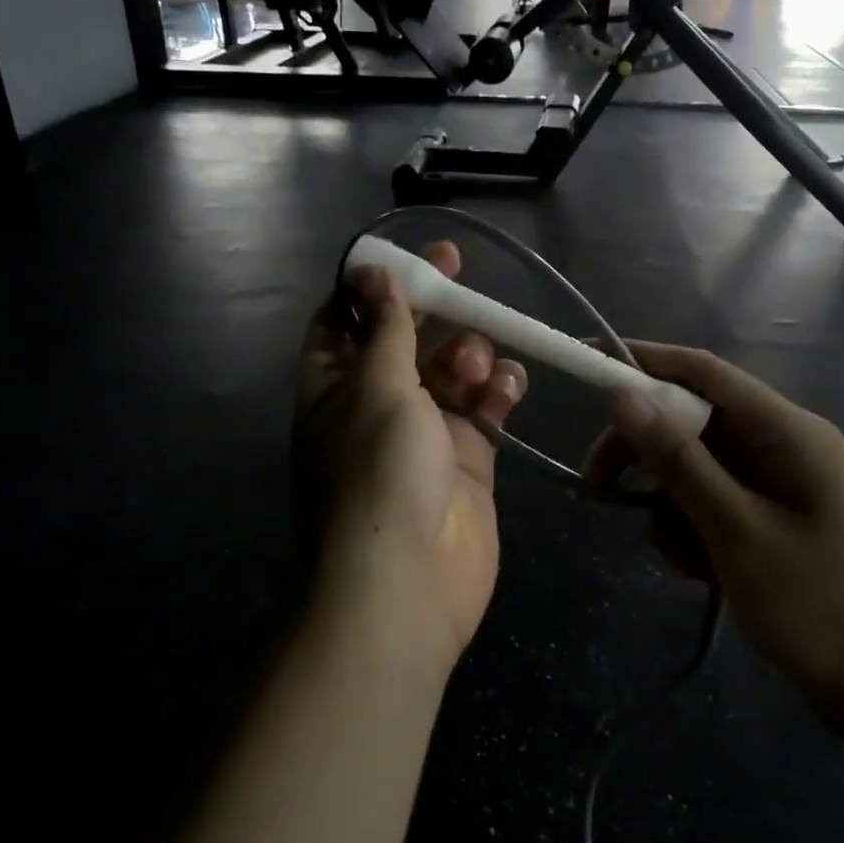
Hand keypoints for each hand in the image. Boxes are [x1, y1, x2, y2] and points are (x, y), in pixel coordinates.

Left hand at [294, 241, 527, 671]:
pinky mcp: (467, 459)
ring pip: (449, 371)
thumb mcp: (376, 389)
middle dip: (430, 309)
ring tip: (475, 368)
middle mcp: (375, 405)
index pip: (342, 320)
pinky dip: (497, 391)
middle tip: (461, 275)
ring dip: (466, 354)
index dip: (372, 285)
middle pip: (403, 340)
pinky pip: (484, 410)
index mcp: (334, 387)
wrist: (407, 586)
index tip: (405, 256)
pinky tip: (509, 386)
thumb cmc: (378, 475)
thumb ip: (385, 329)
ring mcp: (423, 434)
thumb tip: (372, 273)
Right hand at [585, 344, 843, 752]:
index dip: (642, 362)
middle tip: (598, 486)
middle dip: (645, 451)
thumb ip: (678, 461)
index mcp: (786, 431)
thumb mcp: (737, 530)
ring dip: (672, 505)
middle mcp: (783, 447)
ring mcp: (780, 489)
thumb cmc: (823, 607)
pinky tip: (701, 573)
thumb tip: (623, 396)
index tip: (586, 365)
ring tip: (683, 559)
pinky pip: (715, 507)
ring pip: (698, 470)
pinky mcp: (775, 526)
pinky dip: (695, 532)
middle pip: (693, 423)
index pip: (703, 372)